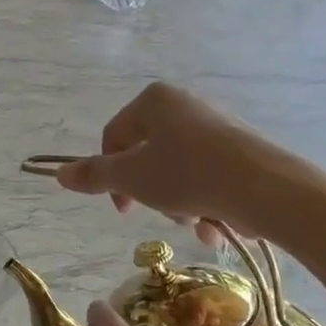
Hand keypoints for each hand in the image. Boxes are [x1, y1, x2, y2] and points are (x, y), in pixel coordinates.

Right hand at [54, 83, 274, 236]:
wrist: (266, 188)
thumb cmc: (188, 174)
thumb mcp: (131, 177)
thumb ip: (94, 175)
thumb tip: (59, 173)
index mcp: (154, 100)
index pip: (114, 137)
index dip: (110, 177)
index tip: (123, 209)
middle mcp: (185, 105)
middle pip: (147, 157)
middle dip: (152, 194)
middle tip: (164, 212)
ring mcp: (216, 126)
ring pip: (178, 172)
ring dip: (180, 204)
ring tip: (196, 221)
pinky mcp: (241, 150)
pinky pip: (208, 177)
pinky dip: (207, 203)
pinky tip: (216, 225)